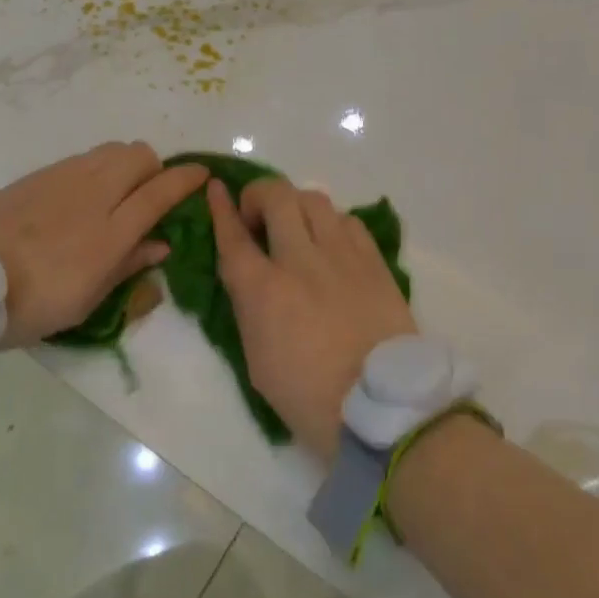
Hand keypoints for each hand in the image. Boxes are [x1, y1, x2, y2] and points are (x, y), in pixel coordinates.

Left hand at [0, 142, 206, 348]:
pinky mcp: (39, 175)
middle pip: (140, 156)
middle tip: (148, 195)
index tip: (202, 174)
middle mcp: (93, 194)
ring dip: (126, 164)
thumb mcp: (86, 301)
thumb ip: (128, 266)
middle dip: (155, 169)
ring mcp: (64, 178)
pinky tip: (81, 196)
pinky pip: (83, 158)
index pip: (161, 191)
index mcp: (110, 233)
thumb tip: (161, 244)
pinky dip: (97, 168)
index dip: (187, 179)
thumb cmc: (30, 306)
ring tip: (116, 192)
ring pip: (112, 149)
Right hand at [207, 178, 416, 463]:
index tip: (216, 189)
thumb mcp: (257, 360)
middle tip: (258, 217)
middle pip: (275, 196)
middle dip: (258, 195)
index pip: (233, 235)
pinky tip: (332, 244)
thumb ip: (248, 307)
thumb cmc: (309, 397)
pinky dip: (332, 224)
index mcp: (264, 291)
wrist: (382, 408)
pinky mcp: (374, 260)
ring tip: (296, 227)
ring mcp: (341, 256)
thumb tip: (247, 274)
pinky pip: (348, 220)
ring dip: (295, 206)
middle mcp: (300, 260)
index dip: (220, 208)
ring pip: (313, 199)